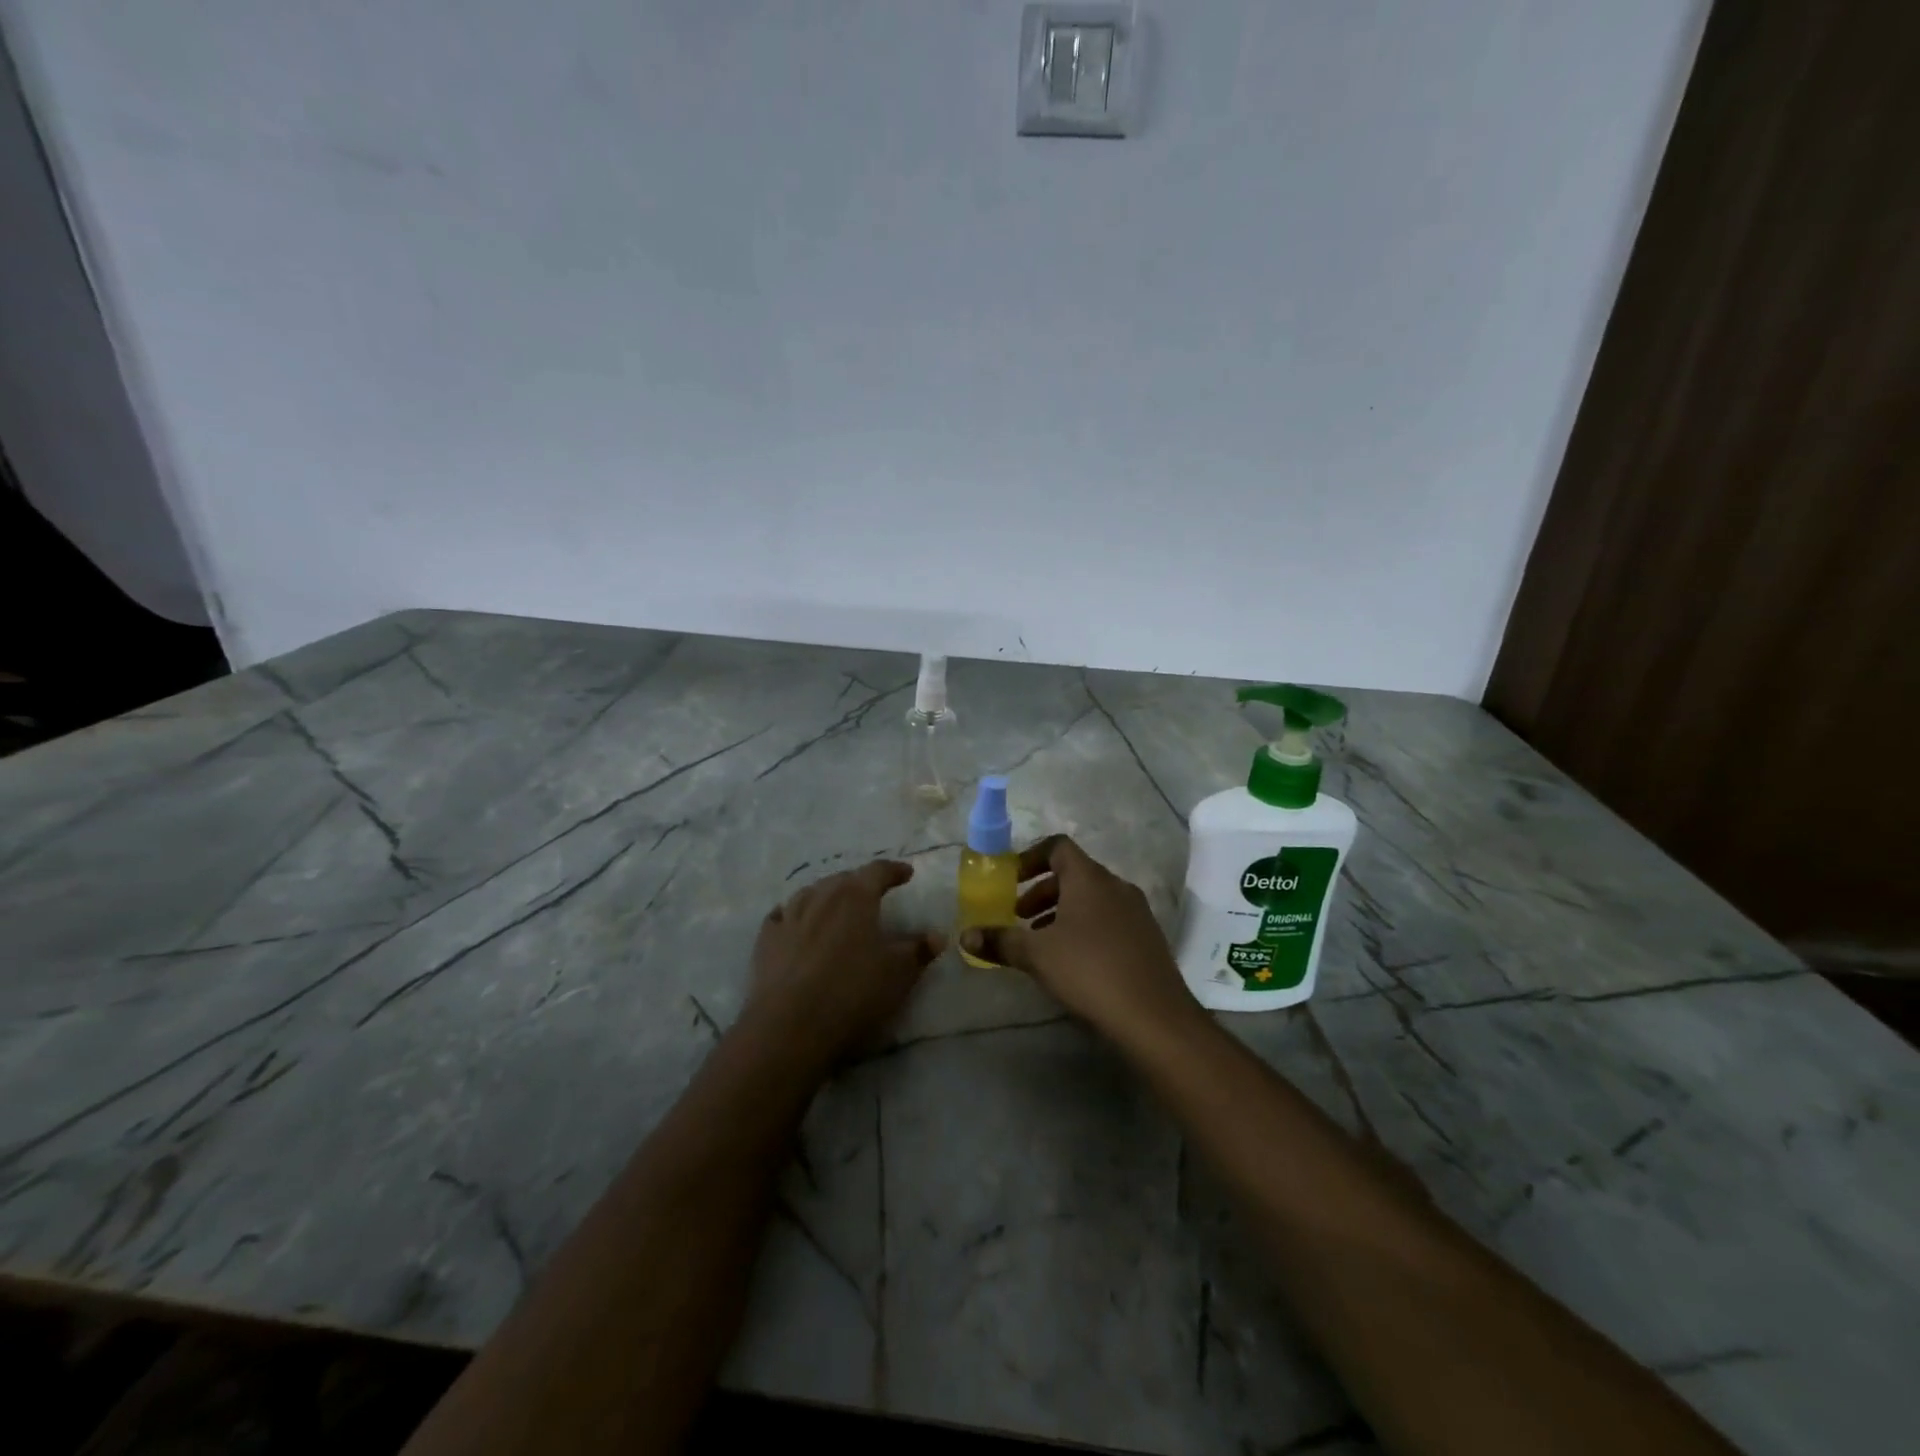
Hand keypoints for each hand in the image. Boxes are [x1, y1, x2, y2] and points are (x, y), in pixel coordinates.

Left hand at [745, 860, 943, 1067]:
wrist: (790, 1026)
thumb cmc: (853, 992)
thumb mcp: (898, 973)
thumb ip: (918, 950)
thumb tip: (937, 935)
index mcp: (855, 897)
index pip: (878, 871)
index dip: (894, 870)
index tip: (906, 873)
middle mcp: (821, 896)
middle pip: (843, 879)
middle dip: (860, 883)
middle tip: (872, 894)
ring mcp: (789, 917)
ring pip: (810, 893)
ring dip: (826, 896)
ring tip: (835, 906)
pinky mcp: (766, 941)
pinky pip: (781, 916)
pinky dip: (793, 915)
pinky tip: (794, 923)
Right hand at [958, 836, 1199, 1043]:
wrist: (1155, 1016)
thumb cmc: (1089, 971)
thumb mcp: (1036, 956)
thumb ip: (1000, 941)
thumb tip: (965, 936)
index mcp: (1089, 878)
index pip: (1058, 847)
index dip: (1030, 858)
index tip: (1011, 881)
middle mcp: (1116, 886)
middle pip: (1074, 873)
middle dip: (1042, 891)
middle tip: (1019, 916)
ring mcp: (1136, 911)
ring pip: (1092, 898)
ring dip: (1062, 911)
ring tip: (1042, 942)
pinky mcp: (1147, 937)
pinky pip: (1109, 918)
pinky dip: (1086, 927)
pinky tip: (1074, 961)